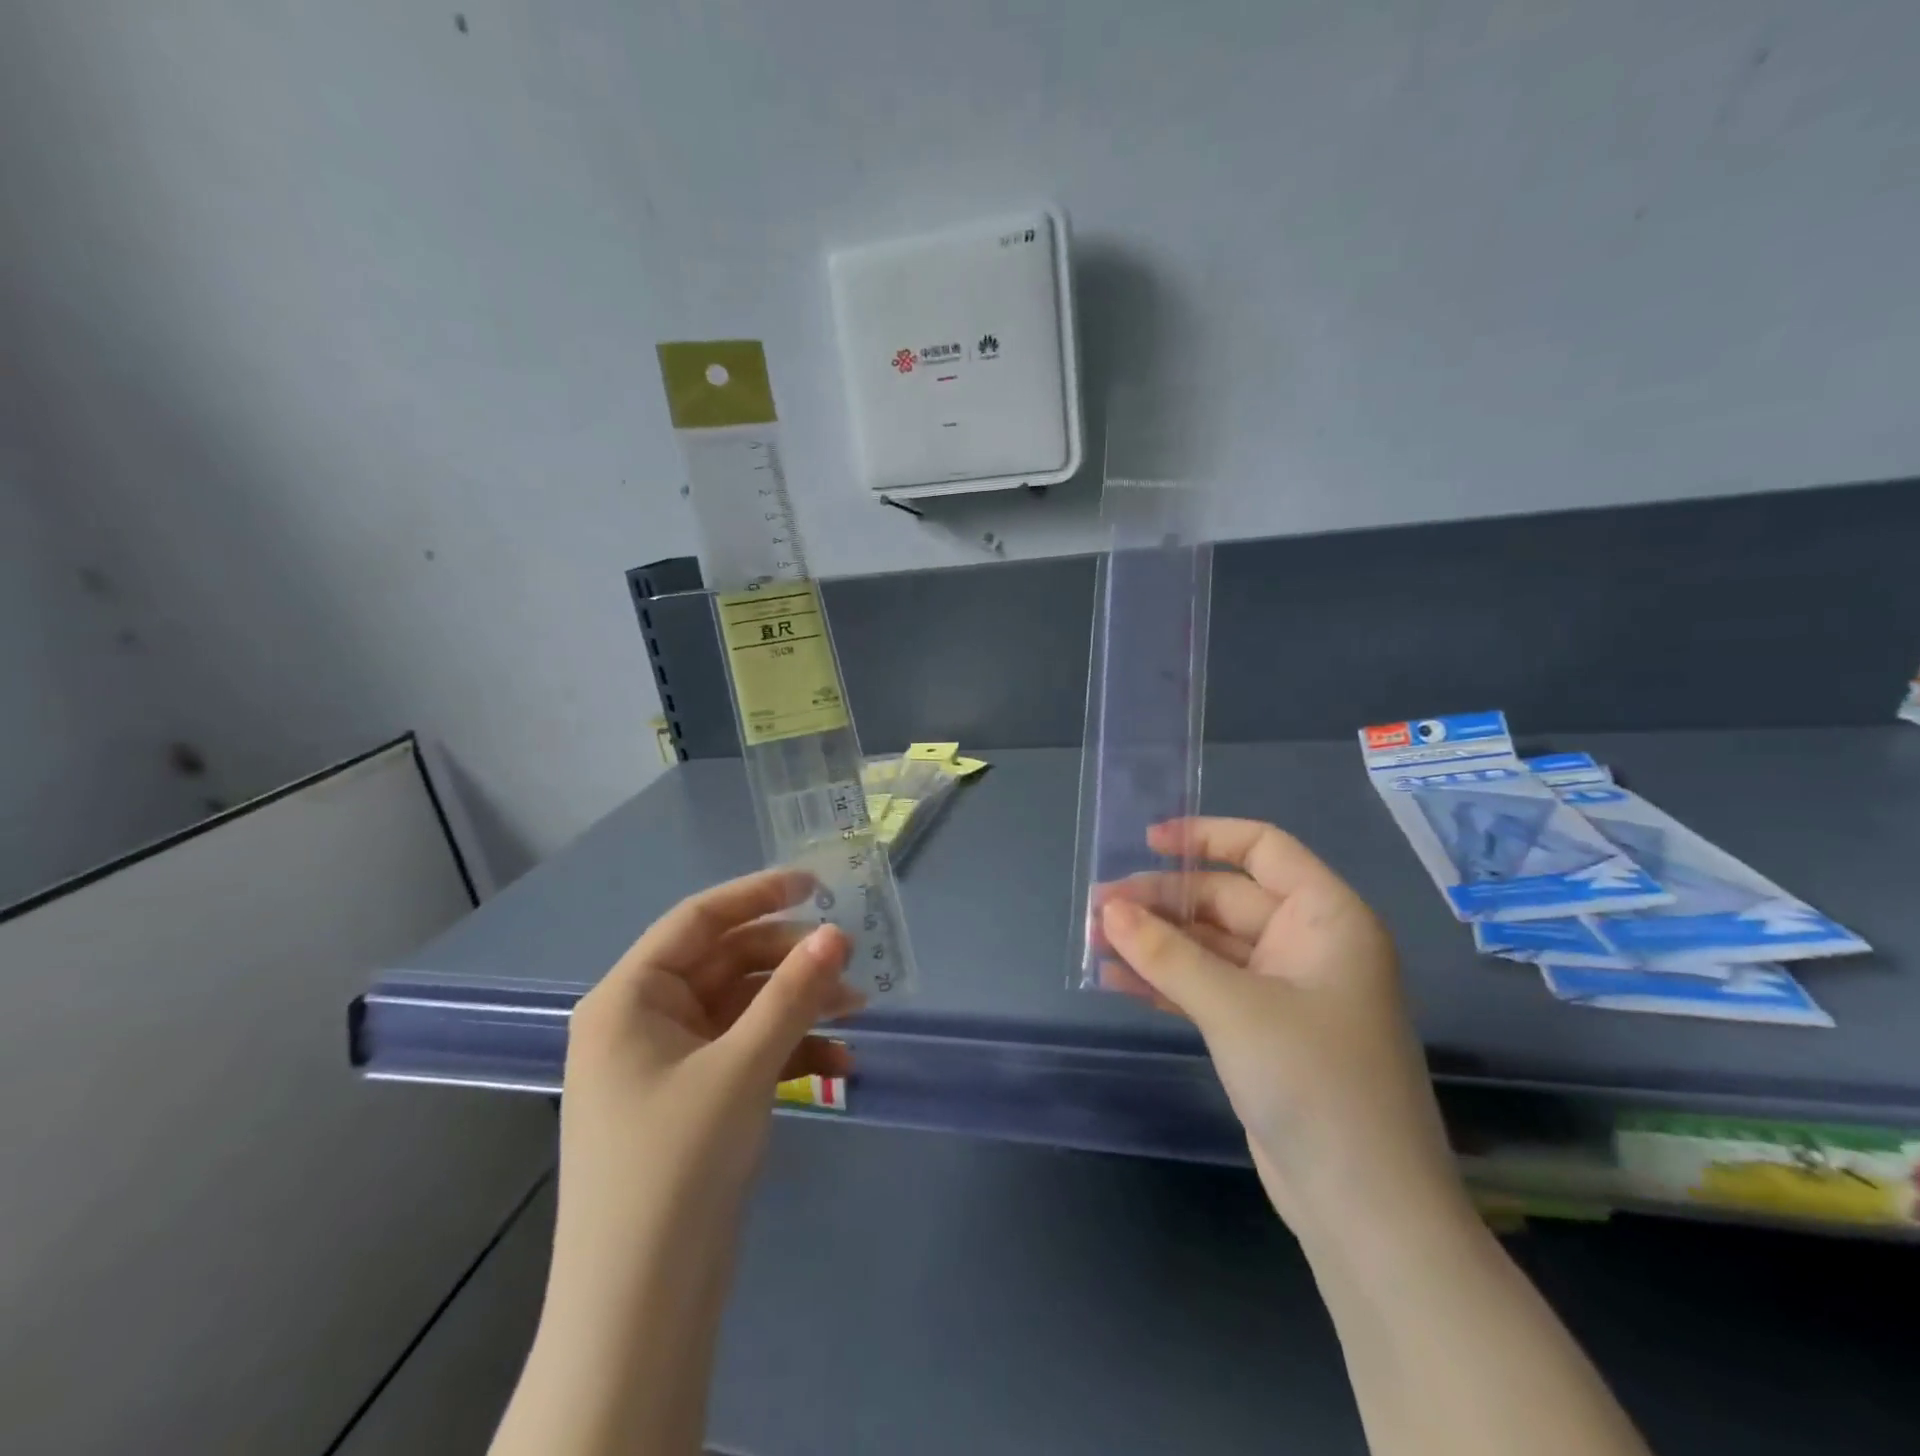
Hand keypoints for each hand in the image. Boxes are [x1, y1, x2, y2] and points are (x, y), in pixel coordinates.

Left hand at [545, 867, 861, 1331]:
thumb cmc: (677, 1165)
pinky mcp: (694, 1098)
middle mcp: (644, 1020)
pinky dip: (789, 1049)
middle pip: (726, 963)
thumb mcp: (742, 1067)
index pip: (697, 920)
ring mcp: (669, 1061)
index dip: (757, 894)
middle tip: (849, 959)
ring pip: (743, 1007)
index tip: (816, 884)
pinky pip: (746, 1051)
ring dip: (798, 1005)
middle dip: (790, 961)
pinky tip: (839, 1061)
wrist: (642, 1308)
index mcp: (630, 998)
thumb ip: (793, 994)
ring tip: (858, 1009)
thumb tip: (838, 932)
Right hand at [1099, 818, 1462, 1242]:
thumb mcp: (1234, 1008)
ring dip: (1156, 942)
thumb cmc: (1315, 1083)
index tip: (1148, 841)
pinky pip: (1208, 987)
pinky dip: (1166, 980)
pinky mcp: (1263, 1032)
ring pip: (1210, 946)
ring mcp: (1285, 991)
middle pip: (1225, 899)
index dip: (1206, 836)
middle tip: (1098, 908)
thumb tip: (1108, 910)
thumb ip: (1167, 954)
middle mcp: (1309, 945)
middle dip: (1162, 901)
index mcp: (1326, 919)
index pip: (1264, 849)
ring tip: (1095, 938)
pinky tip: (1117, 978)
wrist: (1366, 1210)